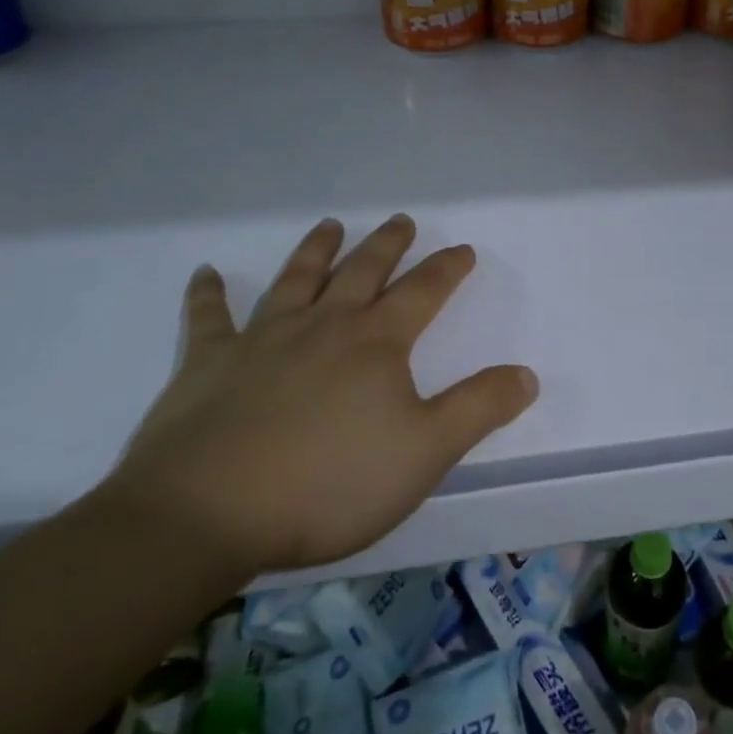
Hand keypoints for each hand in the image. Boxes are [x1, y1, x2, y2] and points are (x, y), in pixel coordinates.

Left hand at [106, 214, 537, 575]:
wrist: (208, 513)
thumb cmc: (329, 483)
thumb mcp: (425, 452)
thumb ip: (478, 408)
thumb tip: (526, 374)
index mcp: (375, 343)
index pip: (422, 292)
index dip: (447, 268)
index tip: (462, 249)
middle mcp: (323, 325)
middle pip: (362, 271)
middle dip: (386, 244)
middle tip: (400, 220)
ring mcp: (262, 339)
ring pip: (296, 280)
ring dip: (315, 250)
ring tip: (329, 225)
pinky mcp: (208, 364)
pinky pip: (209, 318)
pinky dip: (208, 294)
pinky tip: (206, 273)